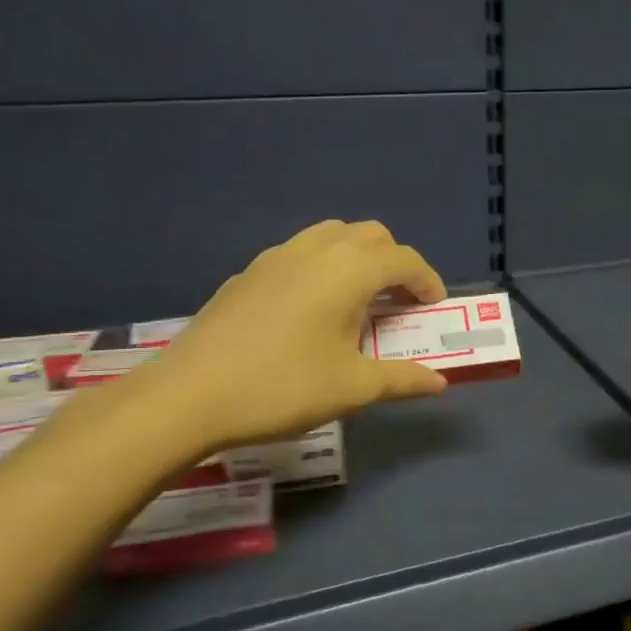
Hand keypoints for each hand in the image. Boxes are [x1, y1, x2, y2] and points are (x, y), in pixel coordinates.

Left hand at [132, 220, 448, 452]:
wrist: (189, 395)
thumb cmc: (283, 387)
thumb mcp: (352, 388)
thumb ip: (402, 380)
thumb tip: (440, 383)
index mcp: (348, 272)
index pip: (403, 260)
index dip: (426, 280)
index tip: (433, 307)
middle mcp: (316, 251)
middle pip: (370, 235)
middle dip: (394, 262)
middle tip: (399, 302)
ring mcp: (276, 257)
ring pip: (332, 235)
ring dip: (358, 257)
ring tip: (358, 299)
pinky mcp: (248, 273)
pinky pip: (300, 253)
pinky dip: (323, 266)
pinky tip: (312, 309)